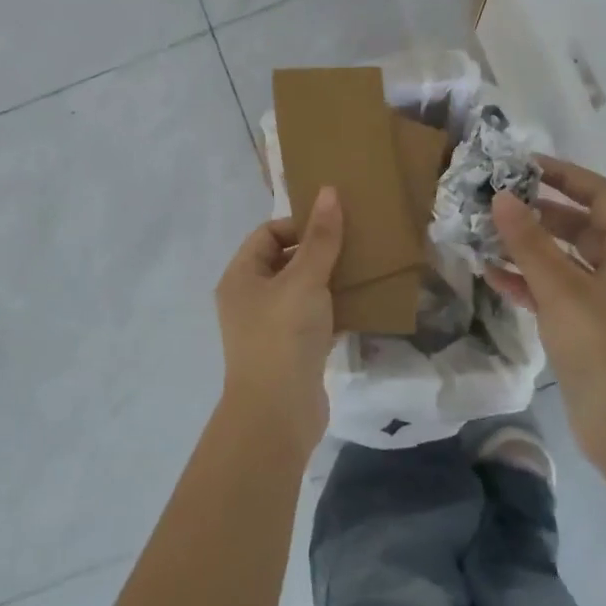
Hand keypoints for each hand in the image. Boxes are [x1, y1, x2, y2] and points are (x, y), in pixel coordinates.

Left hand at [214, 187, 343, 459]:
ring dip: (330, 280)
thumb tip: (329, 191)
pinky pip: (314, 319)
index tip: (336, 226)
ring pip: (302, 291)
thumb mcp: (304, 280)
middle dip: (319, 251)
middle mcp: (250, 299)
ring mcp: (270, 327)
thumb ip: (320, 238)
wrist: (277, 414)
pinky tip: (362, 304)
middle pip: (286, 261)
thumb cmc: (283, 336)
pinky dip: (334, 310)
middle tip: (356, 244)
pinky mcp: (292, 351)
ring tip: (364, 270)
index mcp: (241, 277)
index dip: (300, 225)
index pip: (268, 234)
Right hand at [488, 158, 605, 468]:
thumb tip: (502, 197)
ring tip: (487, 234)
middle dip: (539, 212)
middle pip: (581, 225)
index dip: (564, 176)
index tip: (523, 166)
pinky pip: (558, 290)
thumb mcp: (562, 290)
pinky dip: (531, 282)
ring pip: (565, 259)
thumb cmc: (605, 350)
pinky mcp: (591, 327)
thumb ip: (529, 242)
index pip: (601, 195)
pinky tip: (494, 277)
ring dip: (530, 248)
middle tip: (496, 200)